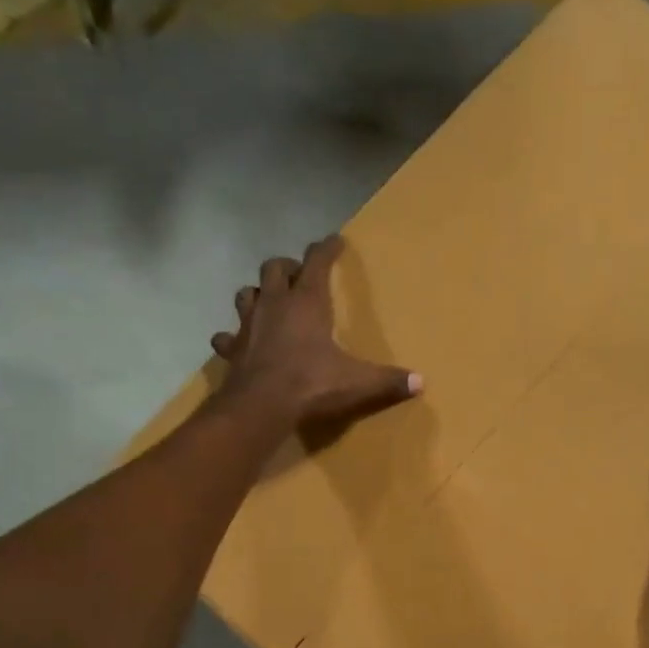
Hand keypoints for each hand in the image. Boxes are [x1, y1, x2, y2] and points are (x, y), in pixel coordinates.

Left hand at [212, 236, 421, 429]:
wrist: (260, 407)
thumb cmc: (311, 384)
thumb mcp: (358, 382)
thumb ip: (389, 380)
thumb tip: (421, 382)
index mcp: (307, 302)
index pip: (317, 262)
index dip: (326, 249)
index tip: (334, 240)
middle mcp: (275, 304)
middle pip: (273, 268)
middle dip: (287, 267)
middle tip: (299, 277)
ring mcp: (248, 325)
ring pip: (246, 293)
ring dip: (257, 294)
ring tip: (269, 303)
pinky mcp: (232, 349)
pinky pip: (227, 336)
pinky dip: (233, 337)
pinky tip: (239, 343)